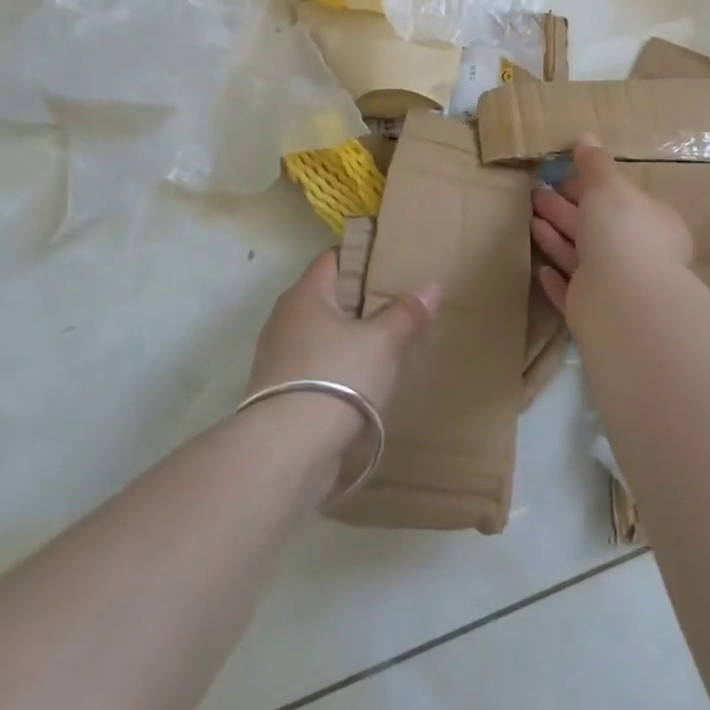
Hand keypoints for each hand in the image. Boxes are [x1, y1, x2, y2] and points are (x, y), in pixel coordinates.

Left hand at [245, 250, 437, 481]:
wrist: (285, 453)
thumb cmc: (335, 379)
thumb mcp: (382, 342)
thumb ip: (407, 313)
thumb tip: (431, 287)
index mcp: (305, 294)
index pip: (334, 257)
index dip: (364, 255)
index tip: (394, 262)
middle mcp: (285, 319)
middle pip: (330, 297)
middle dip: (362, 299)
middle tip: (400, 302)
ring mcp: (278, 358)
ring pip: (323, 334)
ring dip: (351, 338)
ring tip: (388, 344)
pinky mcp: (280, 394)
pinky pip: (317, 367)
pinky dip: (339, 369)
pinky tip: (364, 383)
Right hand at [529, 134, 692, 311]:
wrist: (622, 299)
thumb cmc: (622, 230)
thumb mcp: (609, 186)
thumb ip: (595, 165)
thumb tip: (586, 139)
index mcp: (650, 222)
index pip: (617, 199)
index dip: (588, 187)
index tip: (560, 177)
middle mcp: (637, 254)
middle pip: (594, 226)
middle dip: (563, 208)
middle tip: (534, 193)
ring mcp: (615, 286)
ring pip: (580, 257)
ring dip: (555, 238)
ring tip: (528, 218)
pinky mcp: (593, 313)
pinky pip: (571, 290)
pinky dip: (555, 279)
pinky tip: (539, 268)